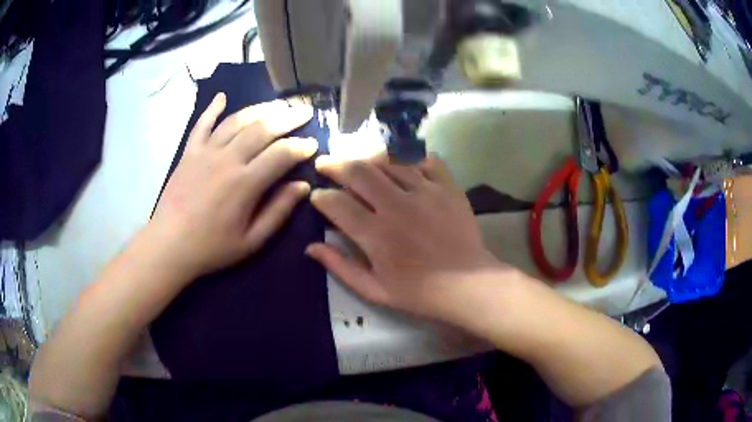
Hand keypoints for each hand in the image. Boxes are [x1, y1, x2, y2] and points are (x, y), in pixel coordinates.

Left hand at [148, 93, 317, 279]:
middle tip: (304, 111)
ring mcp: (206, 152)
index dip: (301, 146)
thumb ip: (278, 211)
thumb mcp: (251, 241)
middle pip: (263, 128)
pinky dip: (212, 108)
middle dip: (288, 117)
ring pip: (237, 121)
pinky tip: (222, 97)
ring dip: (260, 109)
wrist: (169, 244)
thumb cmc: (211, 247)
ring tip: (278, 104)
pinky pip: (202, 124)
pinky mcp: (189, 152)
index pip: (281, 154)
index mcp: (245, 183)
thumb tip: (302, 186)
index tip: (313, 143)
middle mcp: (228, 159)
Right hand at [307, 154, 509, 321]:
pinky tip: (401, 163)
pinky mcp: (448, 187)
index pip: (336, 203)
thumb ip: (340, 267)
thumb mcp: (374, 290)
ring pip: (388, 160)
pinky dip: (410, 157)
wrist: (467, 285)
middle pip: (358, 171)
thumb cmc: (419, 292)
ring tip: (358, 161)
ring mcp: (425, 192)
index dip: (320, 196)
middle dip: (335, 164)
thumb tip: (310, 247)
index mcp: (375, 234)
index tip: (317, 196)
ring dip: (367, 157)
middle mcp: (397, 206)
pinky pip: (425, 159)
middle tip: (325, 163)